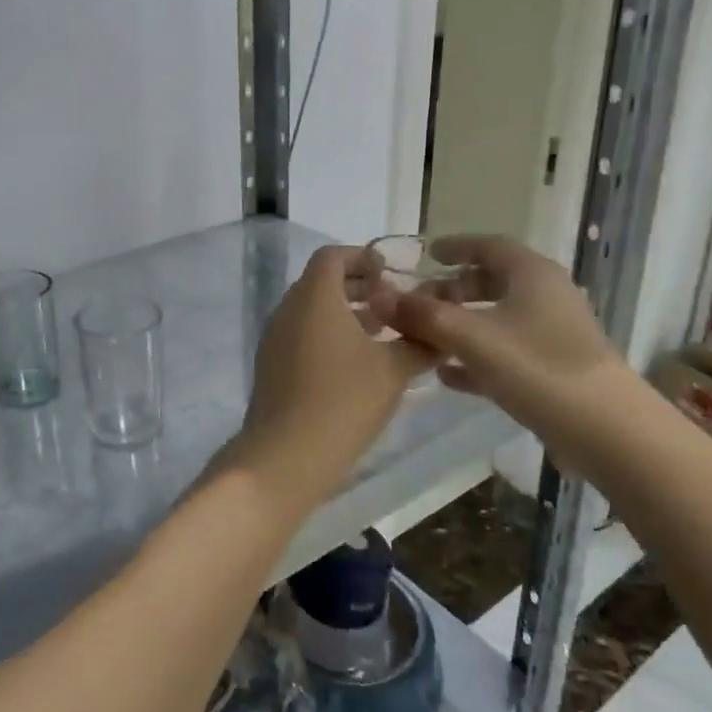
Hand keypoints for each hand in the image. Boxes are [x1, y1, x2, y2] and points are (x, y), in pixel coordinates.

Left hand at [218, 246, 433, 516]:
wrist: (286, 455)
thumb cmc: (343, 401)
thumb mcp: (393, 370)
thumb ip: (419, 343)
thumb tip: (440, 333)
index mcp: (314, 297)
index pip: (332, 256)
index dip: (363, 257)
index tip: (391, 274)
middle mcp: (287, 309)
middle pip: (321, 282)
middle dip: (359, 287)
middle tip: (393, 304)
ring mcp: (274, 338)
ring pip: (311, 310)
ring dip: (345, 313)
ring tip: (383, 335)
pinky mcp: (271, 365)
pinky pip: (301, 334)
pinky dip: (327, 335)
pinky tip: (356, 364)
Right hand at [367, 235, 634, 475]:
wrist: (605, 429)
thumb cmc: (536, 367)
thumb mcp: (471, 337)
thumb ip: (422, 316)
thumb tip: (378, 297)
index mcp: (531, 274)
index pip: (489, 246)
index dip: (455, 246)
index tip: (426, 255)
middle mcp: (545, 296)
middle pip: (491, 282)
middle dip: (452, 291)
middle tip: (418, 303)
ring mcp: (551, 334)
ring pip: (496, 319)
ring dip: (459, 325)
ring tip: (422, 338)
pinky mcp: (552, 369)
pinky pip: (504, 352)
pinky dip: (475, 356)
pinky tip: (446, 374)